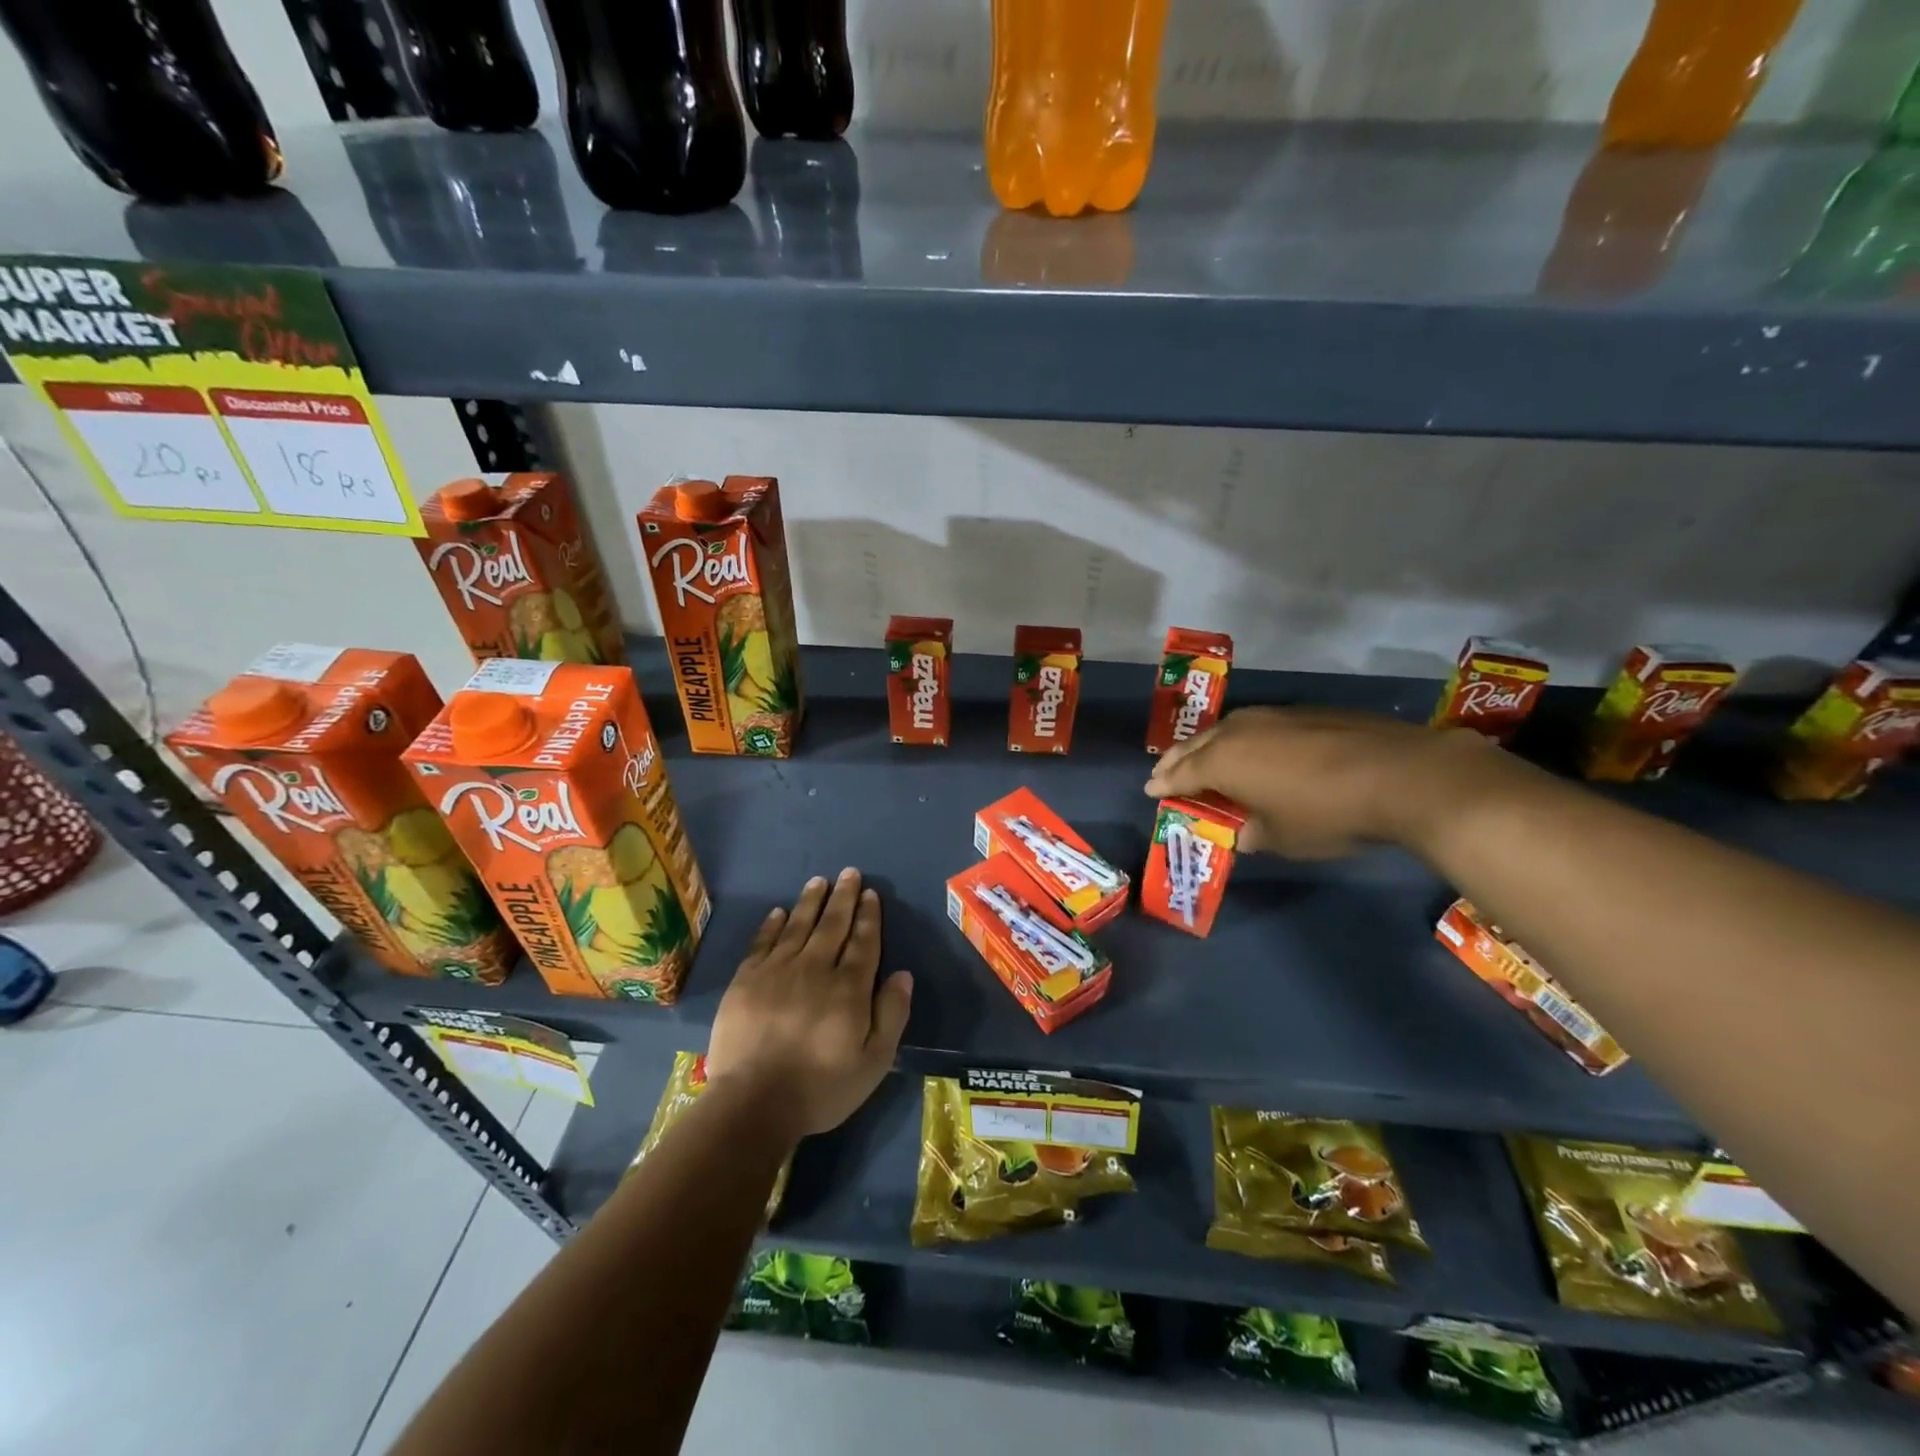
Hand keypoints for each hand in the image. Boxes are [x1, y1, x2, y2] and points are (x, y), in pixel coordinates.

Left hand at [704, 868, 913, 1140]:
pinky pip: (763, 942)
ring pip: (798, 926)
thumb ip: (891, 1014)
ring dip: (810, 902)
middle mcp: (815, 968)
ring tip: (819, 881)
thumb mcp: (873, 1062)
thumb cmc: (821, 1088)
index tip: (870, 894)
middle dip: (843, 897)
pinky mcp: (746, 980)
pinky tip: (779, 912)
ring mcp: (777, 971)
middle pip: (832, 925)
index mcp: (849, 988)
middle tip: (849, 873)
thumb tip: (903, 974)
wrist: (753, 1103)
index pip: (863, 942)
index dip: (868, 916)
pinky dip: (772, 924)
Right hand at [1144, 706, 1500, 857]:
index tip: (1151, 790)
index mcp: (1224, 761)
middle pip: (1198, 744)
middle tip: (1166, 771)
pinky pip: (1259, 726)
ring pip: (1227, 729)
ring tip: (1205, 757)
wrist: (1402, 775)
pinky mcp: (1306, 713)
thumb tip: (1242, 832)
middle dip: (1178, 759)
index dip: (1165, 784)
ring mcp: (1275, 716)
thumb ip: (1252, 834)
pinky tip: (1256, 750)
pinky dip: (1245, 739)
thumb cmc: (1327, 814)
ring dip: (1210, 745)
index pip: (1182, 773)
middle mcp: (1240, 731)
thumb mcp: (1282, 838)